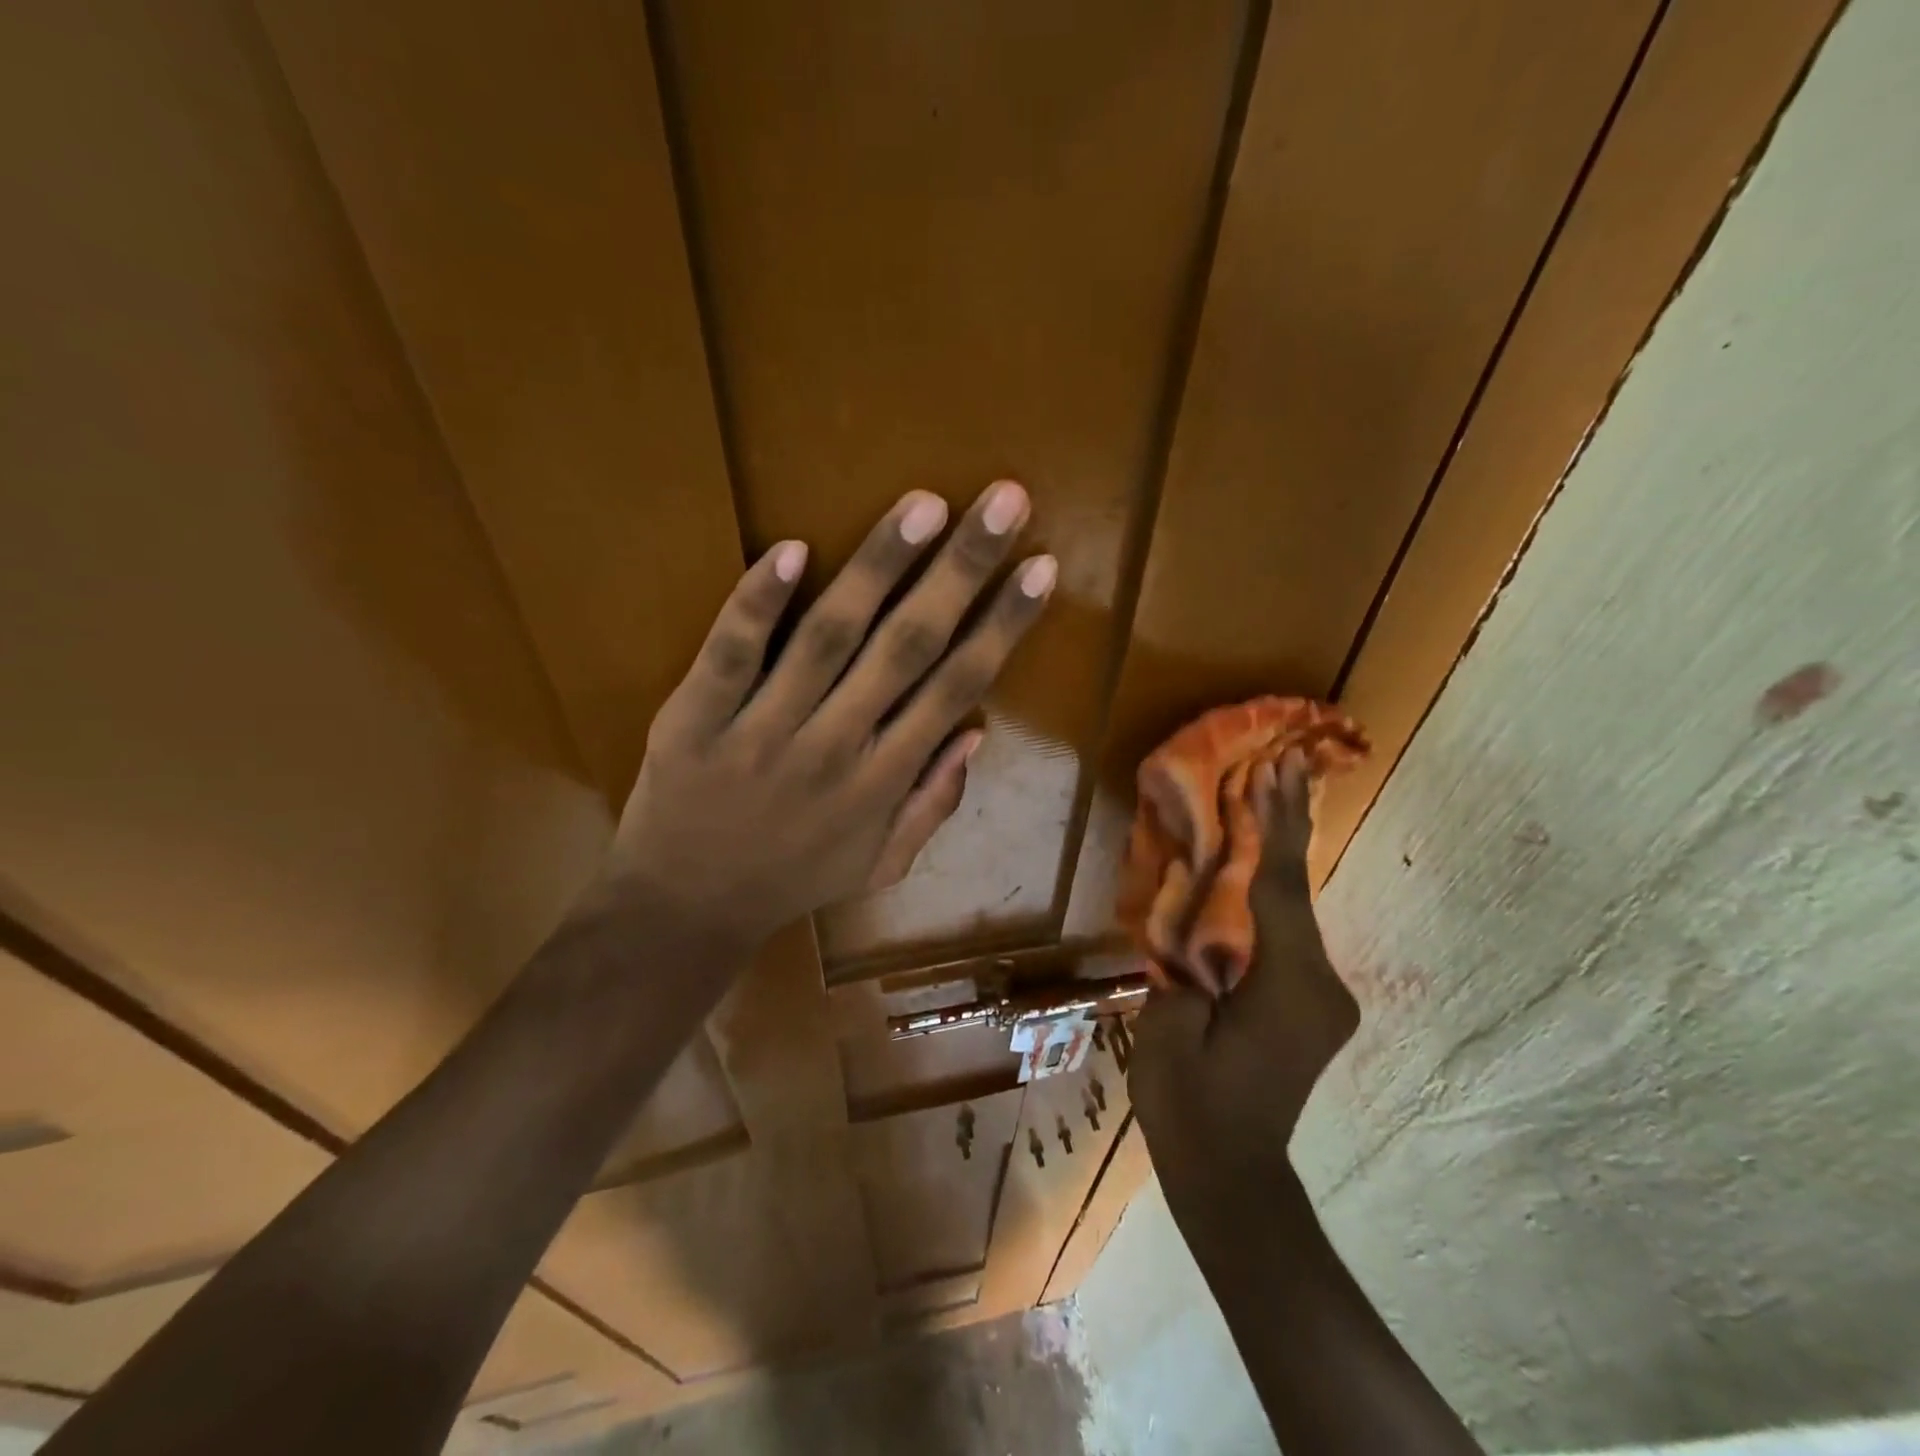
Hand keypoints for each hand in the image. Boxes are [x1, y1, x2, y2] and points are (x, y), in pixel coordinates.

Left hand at [601, 481, 1054, 956]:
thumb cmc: (791, 881)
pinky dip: (759, 602)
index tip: (1040, 566)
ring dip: (878, 567)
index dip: (1003, 624)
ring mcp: (764, 730)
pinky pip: (730, 654)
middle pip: (908, 647)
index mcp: (883, 781)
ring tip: (923, 505)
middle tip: (1003, 500)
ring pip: (829, 637)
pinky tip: (792, 548)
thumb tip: (977, 734)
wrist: (685, 909)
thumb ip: (933, 803)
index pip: (956, 687)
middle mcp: (836, 747)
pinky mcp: (696, 717)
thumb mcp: (880, 864)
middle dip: (962, 570)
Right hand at [1129, 752, 1358, 1214]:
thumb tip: (1191, 923)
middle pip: (1297, 891)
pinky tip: (1255, 872)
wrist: (1232, 1176)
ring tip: (1266, 802)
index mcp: (1288, 985)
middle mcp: (1321, 984)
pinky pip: (1289, 938)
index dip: (1275, 825)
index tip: (1277, 770)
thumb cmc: (1191, 1103)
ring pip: (1295, 913)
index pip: (1279, 887)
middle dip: (1287, 826)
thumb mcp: (1169, 1024)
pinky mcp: (1312, 1007)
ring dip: (1277, 861)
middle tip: (1287, 765)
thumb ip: (1185, 962)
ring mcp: (1322, 998)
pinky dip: (1272, 899)